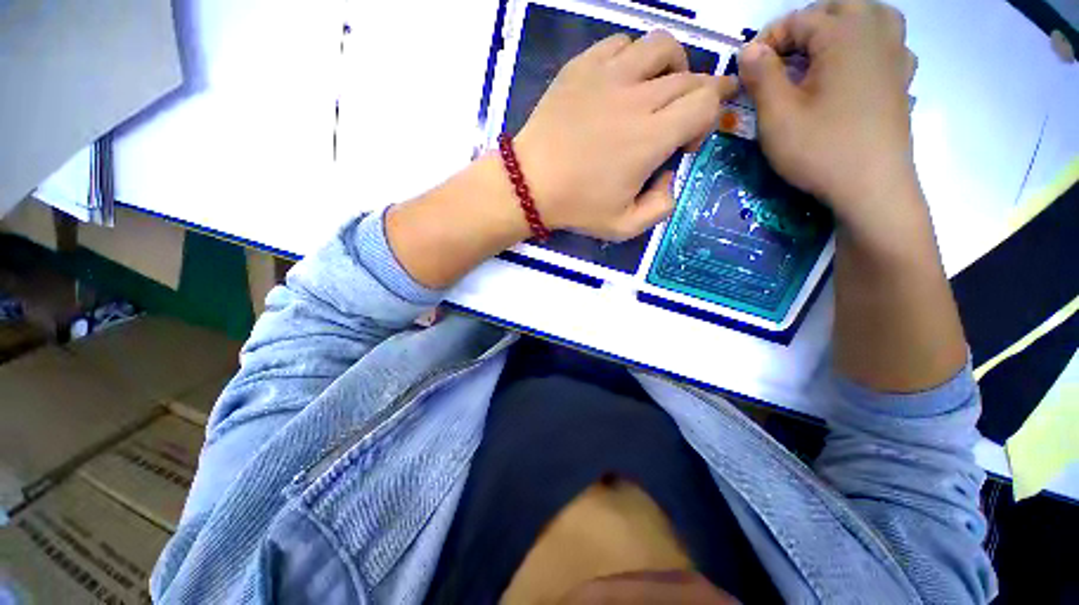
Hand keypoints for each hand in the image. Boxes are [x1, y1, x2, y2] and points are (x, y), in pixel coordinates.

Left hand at [514, 31, 734, 240]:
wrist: (529, 185)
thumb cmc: (576, 207)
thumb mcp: (625, 227)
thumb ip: (661, 207)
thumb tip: (669, 175)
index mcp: (651, 137)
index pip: (706, 103)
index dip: (709, 118)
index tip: (686, 142)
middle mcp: (637, 97)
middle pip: (691, 76)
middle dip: (699, 95)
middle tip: (680, 119)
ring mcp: (608, 75)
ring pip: (661, 46)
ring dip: (673, 66)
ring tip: (659, 90)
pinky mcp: (582, 66)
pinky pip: (621, 43)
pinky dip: (634, 57)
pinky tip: (624, 80)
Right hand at [738, 0, 918, 236]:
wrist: (872, 188)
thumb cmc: (820, 150)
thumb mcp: (777, 117)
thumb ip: (761, 77)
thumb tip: (749, 50)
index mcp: (843, 36)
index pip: (799, 19)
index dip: (767, 39)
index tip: (746, 68)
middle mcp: (875, 34)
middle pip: (838, 7)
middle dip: (805, 25)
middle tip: (781, 57)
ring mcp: (895, 56)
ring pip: (872, 16)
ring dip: (842, 25)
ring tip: (820, 51)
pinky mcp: (902, 80)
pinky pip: (889, 43)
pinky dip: (869, 45)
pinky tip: (854, 67)